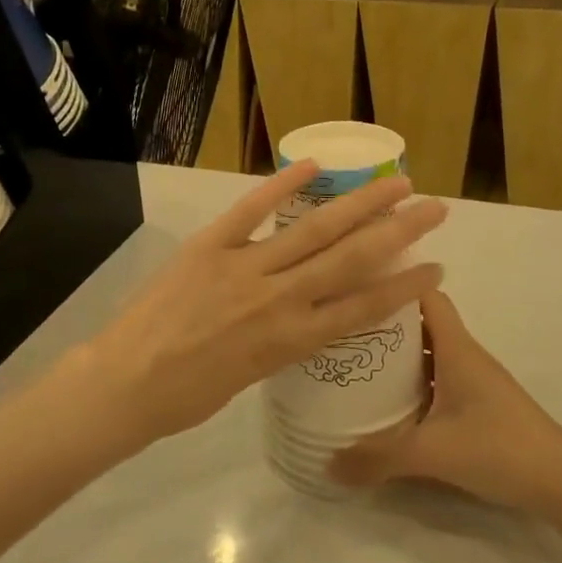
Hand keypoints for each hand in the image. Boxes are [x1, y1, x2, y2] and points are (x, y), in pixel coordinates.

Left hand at [81, 163, 446, 444]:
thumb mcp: (252, 377)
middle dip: (399, 231)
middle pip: (352, 259)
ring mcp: (245, 267)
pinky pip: (251, 210)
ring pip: (315, 230)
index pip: (363, 309)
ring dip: (360, 203)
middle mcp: (280, 300)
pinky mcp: (210, 245)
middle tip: (434, 207)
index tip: (436, 267)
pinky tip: (314, 165)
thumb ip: (284, 341)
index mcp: (291, 341)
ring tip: (395, 182)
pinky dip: (282, 185)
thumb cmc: (187, 397)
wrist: (124, 384)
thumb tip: (305, 314)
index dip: (405, 287)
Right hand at [329, 290, 561, 509]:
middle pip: (420, 322)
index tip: (356, 289)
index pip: (425, 295)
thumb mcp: (432, 452)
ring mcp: (472, 379)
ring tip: (355, 363)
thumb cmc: (498, 447)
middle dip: (384, 322)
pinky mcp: (476, 403)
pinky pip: (436, 378)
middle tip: (343, 332)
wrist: (559, 481)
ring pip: (428, 352)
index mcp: (456, 348)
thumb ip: (378, 458)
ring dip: (397, 355)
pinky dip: (412, 381)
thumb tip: (327, 465)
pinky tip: (388, 403)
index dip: (395, 285)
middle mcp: (463, 355)